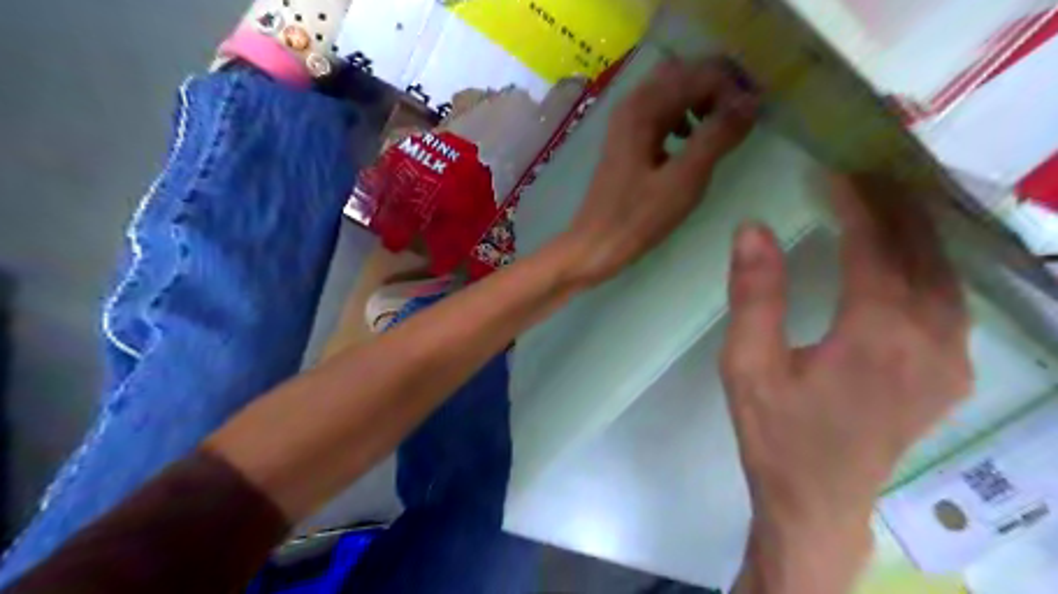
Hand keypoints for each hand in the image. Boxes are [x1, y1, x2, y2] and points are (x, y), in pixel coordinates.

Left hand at [562, 59, 752, 286]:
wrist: (595, 244)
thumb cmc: (638, 217)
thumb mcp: (684, 179)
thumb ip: (717, 136)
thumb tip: (751, 101)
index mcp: (644, 107)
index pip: (700, 72)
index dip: (733, 87)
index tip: (755, 114)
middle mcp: (633, 104)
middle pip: (684, 73)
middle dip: (718, 87)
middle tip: (741, 116)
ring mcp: (627, 122)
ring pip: (672, 92)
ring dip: (701, 100)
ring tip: (720, 129)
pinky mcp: (627, 140)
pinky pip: (661, 113)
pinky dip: (683, 117)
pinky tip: (690, 142)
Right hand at [724, 175, 968, 590]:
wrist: (816, 502)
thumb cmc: (775, 433)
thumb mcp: (746, 365)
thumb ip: (754, 295)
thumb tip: (752, 228)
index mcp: (877, 334)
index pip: (873, 245)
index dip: (853, 202)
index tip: (831, 169)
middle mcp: (930, 340)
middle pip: (922, 251)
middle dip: (894, 204)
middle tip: (865, 168)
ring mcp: (950, 360)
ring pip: (946, 274)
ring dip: (918, 231)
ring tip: (887, 199)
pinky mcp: (950, 376)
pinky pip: (951, 303)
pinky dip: (931, 266)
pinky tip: (909, 256)